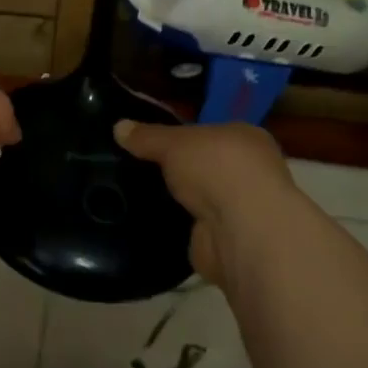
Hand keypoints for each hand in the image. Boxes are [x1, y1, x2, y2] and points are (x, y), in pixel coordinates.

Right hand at [114, 120, 300, 284]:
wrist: (241, 232)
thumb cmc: (216, 168)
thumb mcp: (174, 142)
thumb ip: (147, 136)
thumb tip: (118, 127)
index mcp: (246, 138)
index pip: (211, 132)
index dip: (184, 135)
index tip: (153, 141)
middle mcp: (249, 172)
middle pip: (205, 166)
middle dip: (179, 169)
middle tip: (139, 167)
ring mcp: (240, 209)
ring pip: (201, 197)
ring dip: (179, 199)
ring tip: (138, 193)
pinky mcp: (226, 240)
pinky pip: (194, 227)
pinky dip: (177, 226)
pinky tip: (150, 220)